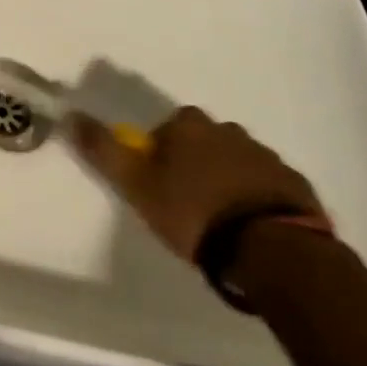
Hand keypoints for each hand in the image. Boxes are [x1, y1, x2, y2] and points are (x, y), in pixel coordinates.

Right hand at [70, 107, 321, 262]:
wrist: (272, 249)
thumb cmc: (195, 214)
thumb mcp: (137, 186)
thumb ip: (104, 151)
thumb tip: (71, 115)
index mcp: (189, 126)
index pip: (167, 130)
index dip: (160, 156)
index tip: (160, 187)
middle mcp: (228, 130)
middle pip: (203, 142)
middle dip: (196, 165)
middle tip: (190, 206)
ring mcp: (265, 155)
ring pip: (236, 162)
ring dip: (228, 181)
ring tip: (223, 223)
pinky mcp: (294, 183)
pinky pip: (267, 185)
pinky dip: (258, 199)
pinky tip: (253, 230)